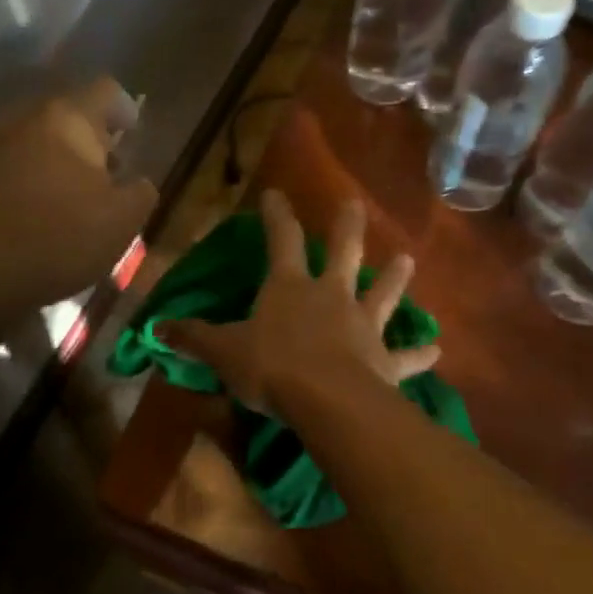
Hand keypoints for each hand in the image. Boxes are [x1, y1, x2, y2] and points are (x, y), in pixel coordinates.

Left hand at [0, 77, 156, 311]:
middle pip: (64, 111)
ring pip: (30, 135)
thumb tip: (136, 181)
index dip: (124, 110)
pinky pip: (3, 160)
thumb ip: (140, 192)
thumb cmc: (58, 240)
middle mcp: (21, 115)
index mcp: (66, 117)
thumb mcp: (122, 222)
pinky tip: (29, 207)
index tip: (132, 136)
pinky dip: (21, 174)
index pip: (105, 90)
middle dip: (87, 136)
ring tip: (65, 190)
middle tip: (103, 171)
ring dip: (51, 154)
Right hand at [163, 191, 439, 412]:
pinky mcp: (385, 360)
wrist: (327, 400)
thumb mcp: (224, 352)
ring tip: (407, 260)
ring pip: (382, 294)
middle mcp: (331, 296)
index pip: (280, 240)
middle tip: (356, 203)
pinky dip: (421, 354)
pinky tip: (437, 351)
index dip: (276, 215)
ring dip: (395, 278)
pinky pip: (406, 356)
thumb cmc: (272, 367)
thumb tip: (156, 328)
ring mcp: (363, 325)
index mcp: (290, 288)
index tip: (276, 193)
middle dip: (347, 226)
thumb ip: (194, 338)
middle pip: (344, 253)